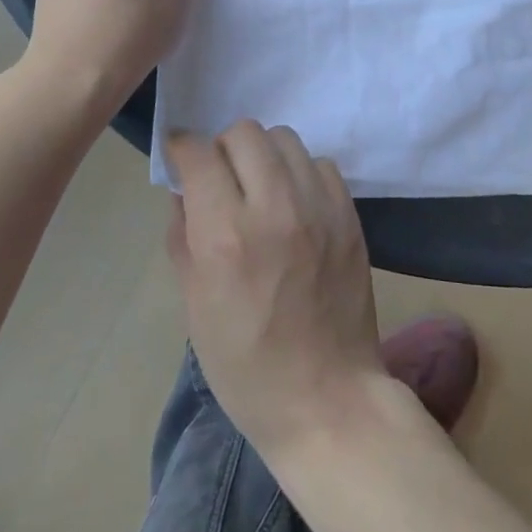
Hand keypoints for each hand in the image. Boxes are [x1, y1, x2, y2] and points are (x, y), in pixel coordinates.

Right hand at [166, 122, 384, 458]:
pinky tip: (295, 204)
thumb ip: (182, 236)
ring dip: (263, 155)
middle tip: (221, 179)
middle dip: (222, 148)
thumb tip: (183, 190)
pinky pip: (320, 164)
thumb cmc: (246, 365)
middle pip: (244, 133)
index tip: (181, 162)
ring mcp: (318, 208)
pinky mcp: (349, 215)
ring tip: (260, 187)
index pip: (199, 153)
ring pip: (285, 139)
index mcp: (225, 236)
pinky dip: (300, 173)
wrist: (326, 398)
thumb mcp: (194, 305)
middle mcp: (273, 208)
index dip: (182, 150)